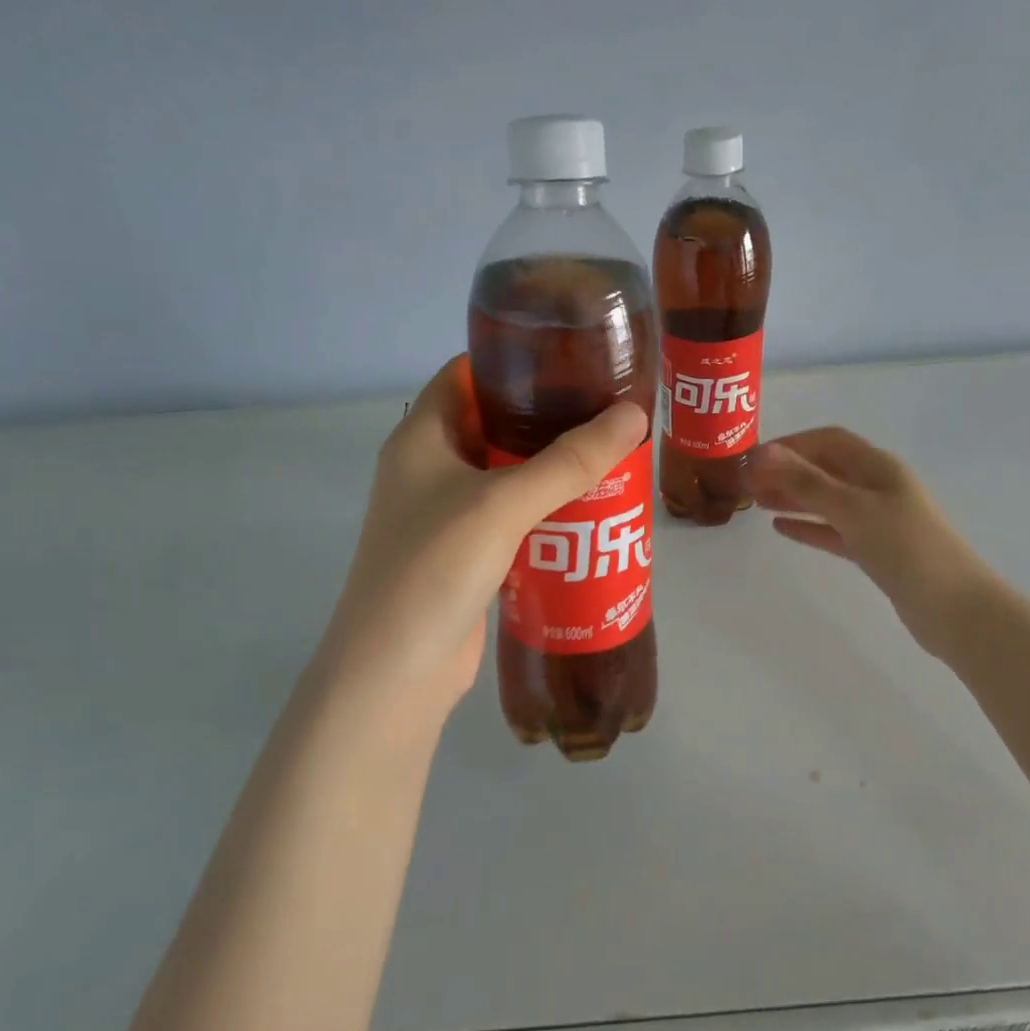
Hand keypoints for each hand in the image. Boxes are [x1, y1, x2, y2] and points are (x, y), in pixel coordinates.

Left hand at [319, 356, 647, 722]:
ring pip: (506, 475)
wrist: (396, 672)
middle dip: (547, 418)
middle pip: (493, 424)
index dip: (514, 360)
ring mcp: (445, 515)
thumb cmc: (434, 568)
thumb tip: (633, 414)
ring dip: (551, 469)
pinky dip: (545, 512)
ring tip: (611, 457)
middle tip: (606, 411)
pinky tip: (589, 514)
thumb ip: (569, 461)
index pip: (466, 374)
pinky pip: (511, 518)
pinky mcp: (465, 556)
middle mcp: (428, 469)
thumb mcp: (503, 504)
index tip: (573, 358)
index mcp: (421, 437)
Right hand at [750, 427, 993, 658]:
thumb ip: (806, 482)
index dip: (789, 444)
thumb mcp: (852, 509)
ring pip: (826, 499)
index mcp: (878, 467)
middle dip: (786, 471)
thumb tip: (762, 453)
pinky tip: (781, 528)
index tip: (752, 459)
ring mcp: (877, 519)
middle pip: (825, 468)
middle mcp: (877, 486)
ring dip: (793, 497)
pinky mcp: (875, 550)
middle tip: (746, 483)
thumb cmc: (905, 548)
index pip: (827, 441)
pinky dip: (808, 526)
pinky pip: (834, 530)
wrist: (953, 608)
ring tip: (757, 501)